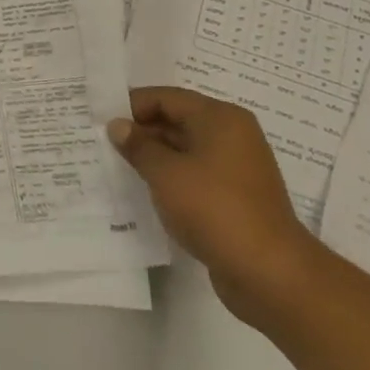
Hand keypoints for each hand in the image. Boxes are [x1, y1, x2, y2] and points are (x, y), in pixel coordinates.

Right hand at [107, 87, 319, 326]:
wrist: (269, 272)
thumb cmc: (214, 209)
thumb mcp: (166, 174)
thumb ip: (138, 146)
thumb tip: (118, 125)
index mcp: (219, 118)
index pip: (166, 97)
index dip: (132, 105)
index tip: (100, 119)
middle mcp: (232, 135)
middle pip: (177, 120)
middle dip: (141, 131)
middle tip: (103, 143)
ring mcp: (236, 167)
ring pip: (185, 150)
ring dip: (154, 156)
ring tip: (118, 166)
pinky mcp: (235, 196)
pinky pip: (196, 175)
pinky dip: (171, 178)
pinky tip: (147, 191)